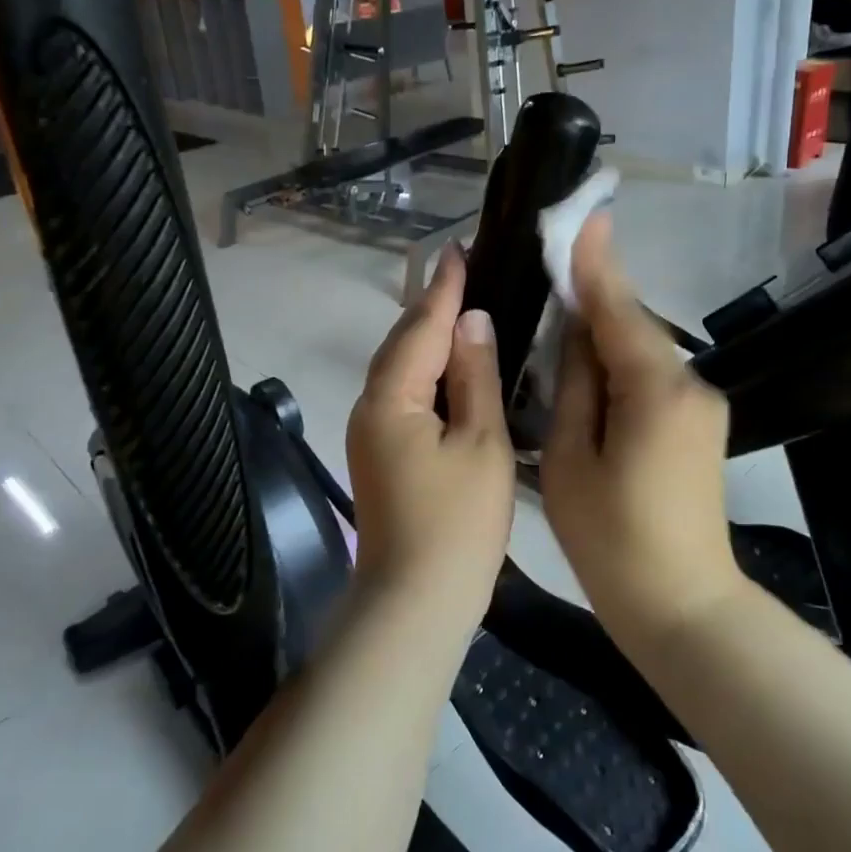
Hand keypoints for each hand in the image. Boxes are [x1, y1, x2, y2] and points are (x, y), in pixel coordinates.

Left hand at [346, 244, 514, 627]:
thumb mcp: (481, 444)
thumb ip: (476, 377)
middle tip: (466, 271)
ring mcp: (369, 432)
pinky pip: (402, 393)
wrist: (413, 604)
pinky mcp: (379, 453)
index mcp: (391, 397)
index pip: (421, 325)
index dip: (443, 287)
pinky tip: (451, 367)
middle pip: (402, 342)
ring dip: (428, 336)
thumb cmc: (457, 525)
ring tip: (463, 307)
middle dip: (432, 305)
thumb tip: (472, 320)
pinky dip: (426, 370)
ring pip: (400, 368)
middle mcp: (369, 405)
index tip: (458, 247)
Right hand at [541, 213, 741, 650]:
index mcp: (655, 390)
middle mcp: (688, 384)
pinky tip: (586, 365)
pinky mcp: (696, 424)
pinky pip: (650, 376)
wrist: (682, 606)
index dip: (595, 262)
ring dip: (601, 330)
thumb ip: (573, 386)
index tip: (582, 215)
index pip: (618, 309)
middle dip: (593, 294)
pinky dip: (617, 362)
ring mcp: (699, 405)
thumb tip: (575, 333)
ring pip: (640, 351)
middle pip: (632, 325)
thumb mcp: (571, 460)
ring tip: (557, 309)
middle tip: (551, 262)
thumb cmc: (612, 540)